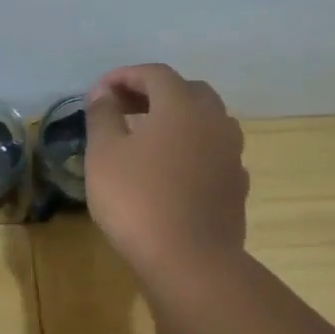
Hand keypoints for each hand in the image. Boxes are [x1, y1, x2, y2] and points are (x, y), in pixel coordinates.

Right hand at [84, 63, 247, 287]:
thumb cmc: (136, 200)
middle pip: (187, 91)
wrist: (189, 259)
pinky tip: (171, 168)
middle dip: (153, 93)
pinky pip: (212, 150)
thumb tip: (104, 93)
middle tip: (123, 108)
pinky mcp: (236, 183)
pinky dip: (190, 147)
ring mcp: (231, 153)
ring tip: (146, 136)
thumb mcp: (104, 154)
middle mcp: (214, 120)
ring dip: (176, 119)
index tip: (99, 90)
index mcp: (181, 106)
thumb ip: (103, 116)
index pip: (154, 74)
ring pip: (205, 120)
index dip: (124, 76)